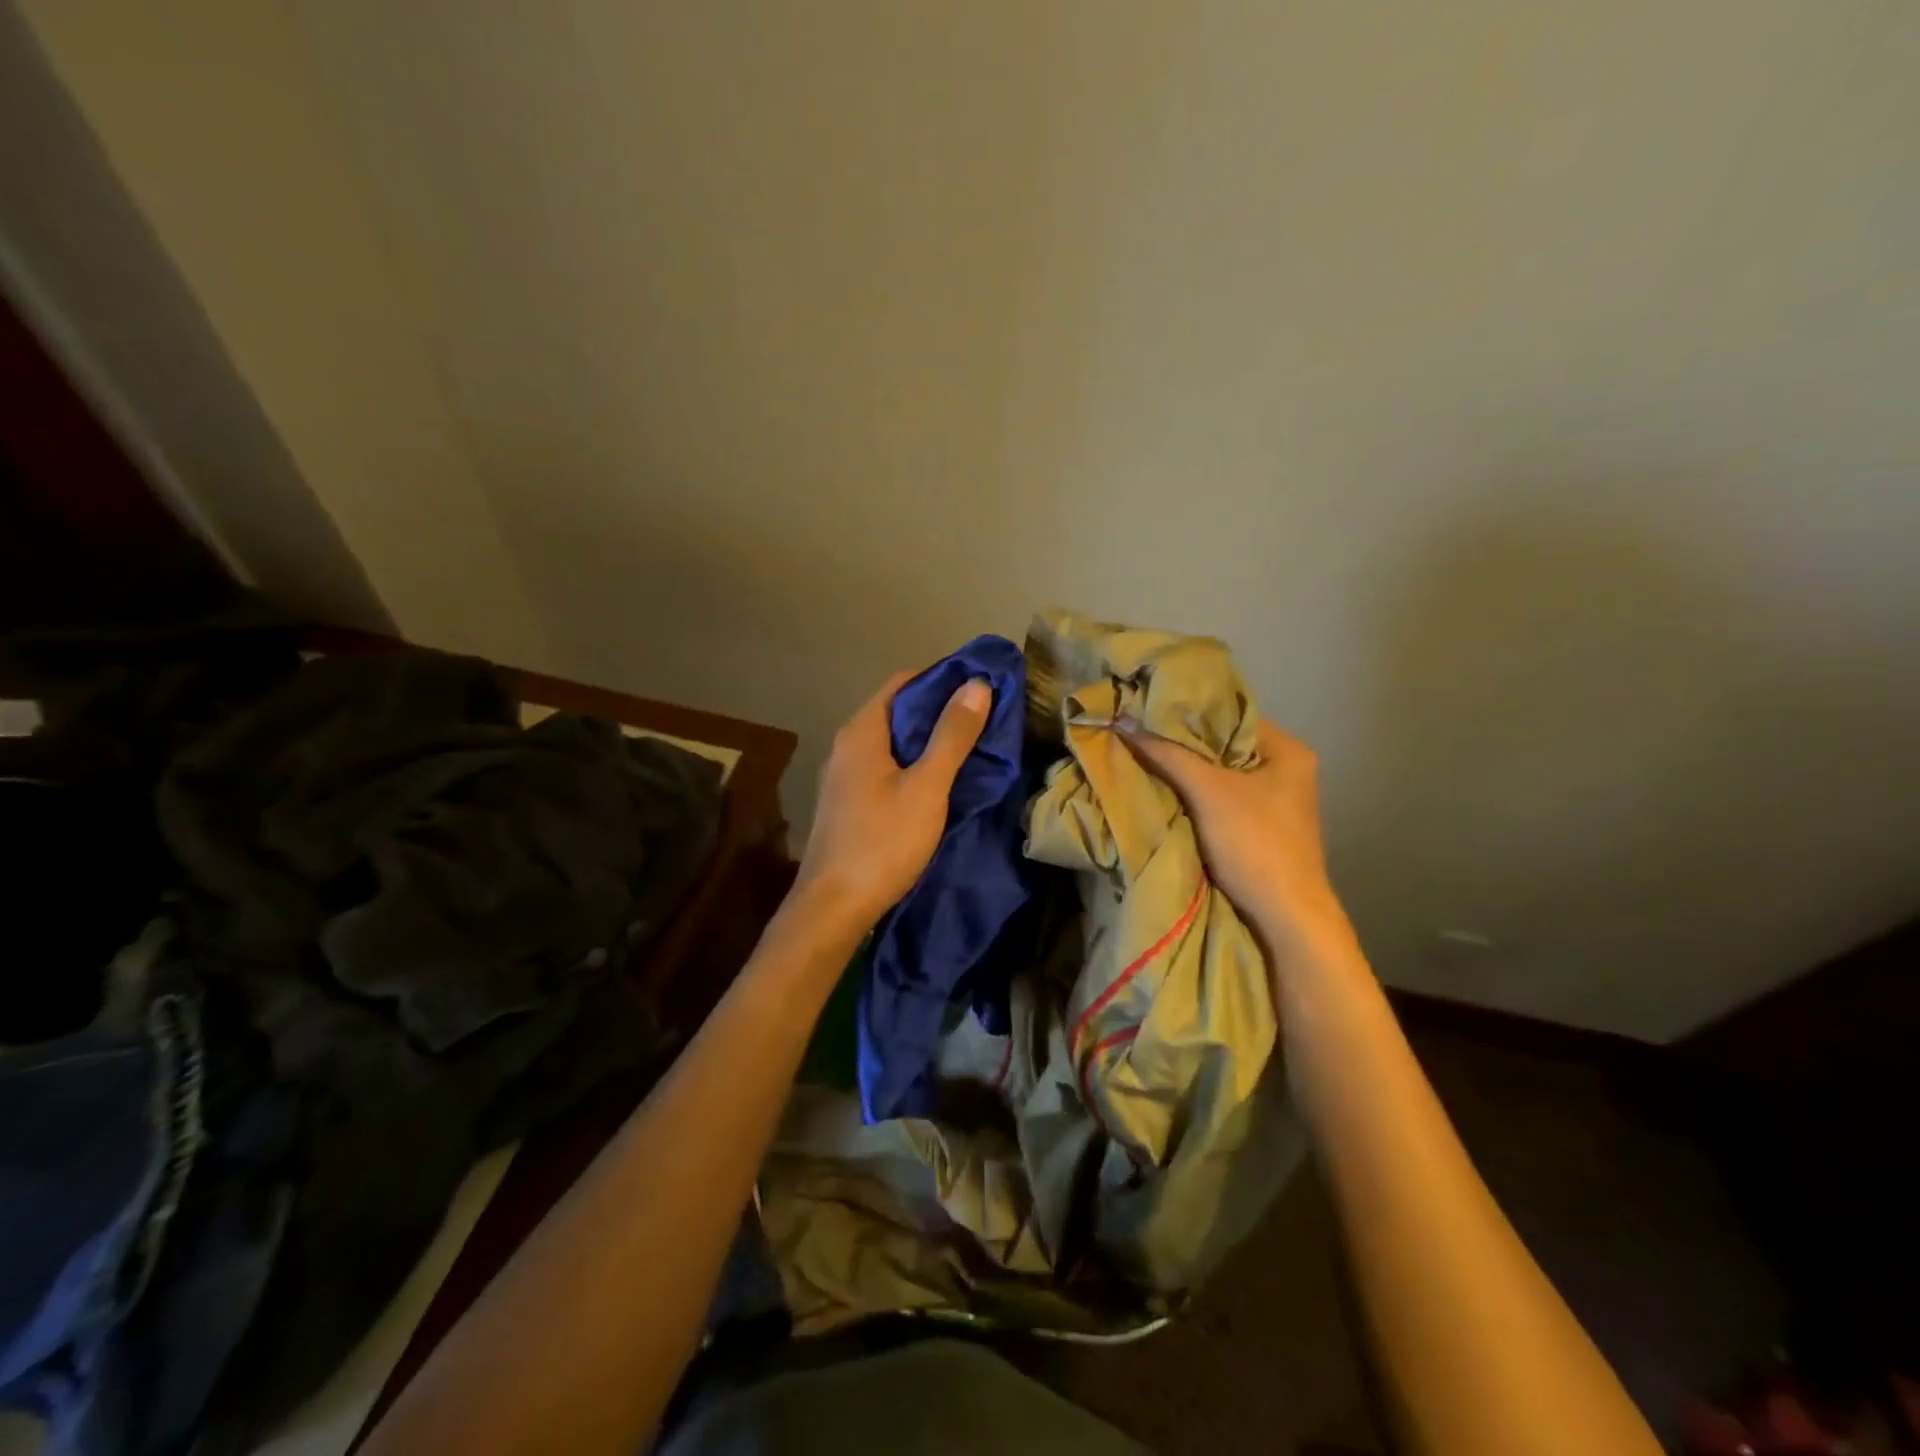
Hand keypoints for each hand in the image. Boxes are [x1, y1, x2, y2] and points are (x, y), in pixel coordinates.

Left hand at [792, 670, 990, 933]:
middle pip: (897, 711)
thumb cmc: (882, 842)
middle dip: (939, 711)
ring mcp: (844, 776)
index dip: (942, 679)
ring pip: (892, 743)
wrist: (833, 907)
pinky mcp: (847, 803)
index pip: (903, 682)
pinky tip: (939, 783)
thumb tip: (976, 684)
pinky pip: (885, 768)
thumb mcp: (927, 787)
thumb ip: (952, 736)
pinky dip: (913, 765)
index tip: (980, 687)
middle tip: (984, 719)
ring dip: (928, 741)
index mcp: (862, 731)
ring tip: (970, 748)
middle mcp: (847, 745)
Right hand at [1121, 718, 1353, 971]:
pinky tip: (1160, 787)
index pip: (1231, 714)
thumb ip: (1166, 754)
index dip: (1189, 710)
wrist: (1284, 917)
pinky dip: (1192, 795)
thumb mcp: (1207, 791)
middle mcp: (1285, 771)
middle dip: (1181, 742)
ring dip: (1183, 770)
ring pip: (1217, 774)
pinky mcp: (1257, 829)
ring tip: (1141, 753)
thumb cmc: (1254, 842)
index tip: (1148, 706)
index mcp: (1287, 751)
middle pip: (1222, 745)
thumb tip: (1120, 721)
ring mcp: (1272, 803)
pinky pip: (1217, 799)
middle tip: (1138, 729)